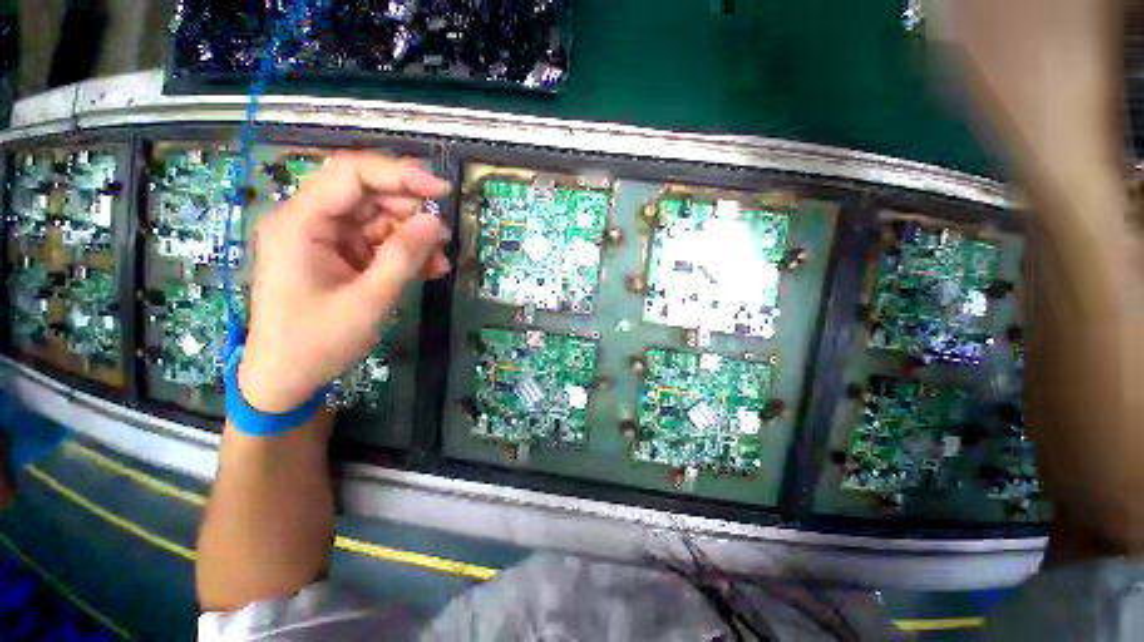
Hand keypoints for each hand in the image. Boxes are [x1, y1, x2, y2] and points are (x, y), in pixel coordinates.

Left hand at [237, 152, 449, 413]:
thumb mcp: (369, 299)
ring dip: (413, 237)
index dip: (400, 175)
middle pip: (368, 194)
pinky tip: (428, 269)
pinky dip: (405, 253)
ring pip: (379, 219)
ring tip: (438, 263)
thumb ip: (404, 256)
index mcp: (301, 222)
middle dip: (410, 213)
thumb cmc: (318, 341)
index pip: (352, 174)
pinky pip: (378, 242)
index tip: (442, 191)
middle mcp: (310, 220)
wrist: (288, 377)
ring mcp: (325, 238)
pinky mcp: (338, 255)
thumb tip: (436, 222)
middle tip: (442, 239)